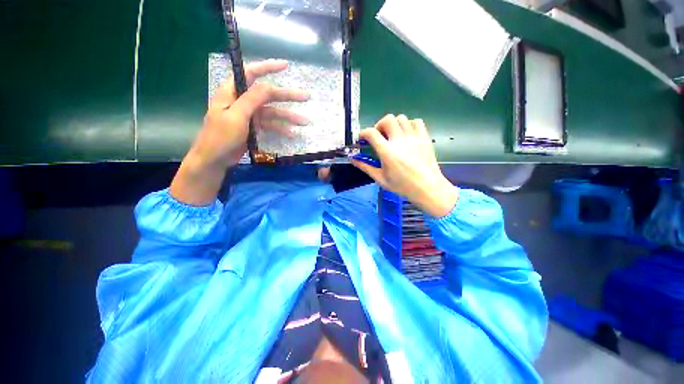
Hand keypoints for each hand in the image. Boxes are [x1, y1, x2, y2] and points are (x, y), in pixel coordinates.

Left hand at [170, 59, 308, 205]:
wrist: (215, 160)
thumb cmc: (220, 137)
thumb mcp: (236, 116)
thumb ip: (252, 100)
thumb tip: (268, 86)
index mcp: (232, 92)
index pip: (250, 74)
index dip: (267, 67)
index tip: (285, 66)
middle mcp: (242, 101)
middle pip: (267, 95)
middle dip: (286, 96)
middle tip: (305, 96)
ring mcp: (249, 115)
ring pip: (272, 112)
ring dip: (288, 117)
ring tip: (304, 121)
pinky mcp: (253, 128)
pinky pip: (270, 125)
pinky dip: (280, 129)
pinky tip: (292, 134)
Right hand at [351, 115, 457, 217]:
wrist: (427, 188)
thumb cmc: (402, 186)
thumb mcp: (380, 179)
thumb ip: (365, 167)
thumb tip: (352, 159)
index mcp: (387, 152)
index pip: (371, 133)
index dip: (363, 133)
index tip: (362, 139)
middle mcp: (400, 140)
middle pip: (387, 119)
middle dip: (379, 125)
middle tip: (379, 136)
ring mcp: (414, 137)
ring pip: (401, 118)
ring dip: (393, 125)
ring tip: (393, 136)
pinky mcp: (424, 137)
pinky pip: (416, 121)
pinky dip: (409, 124)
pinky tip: (407, 135)